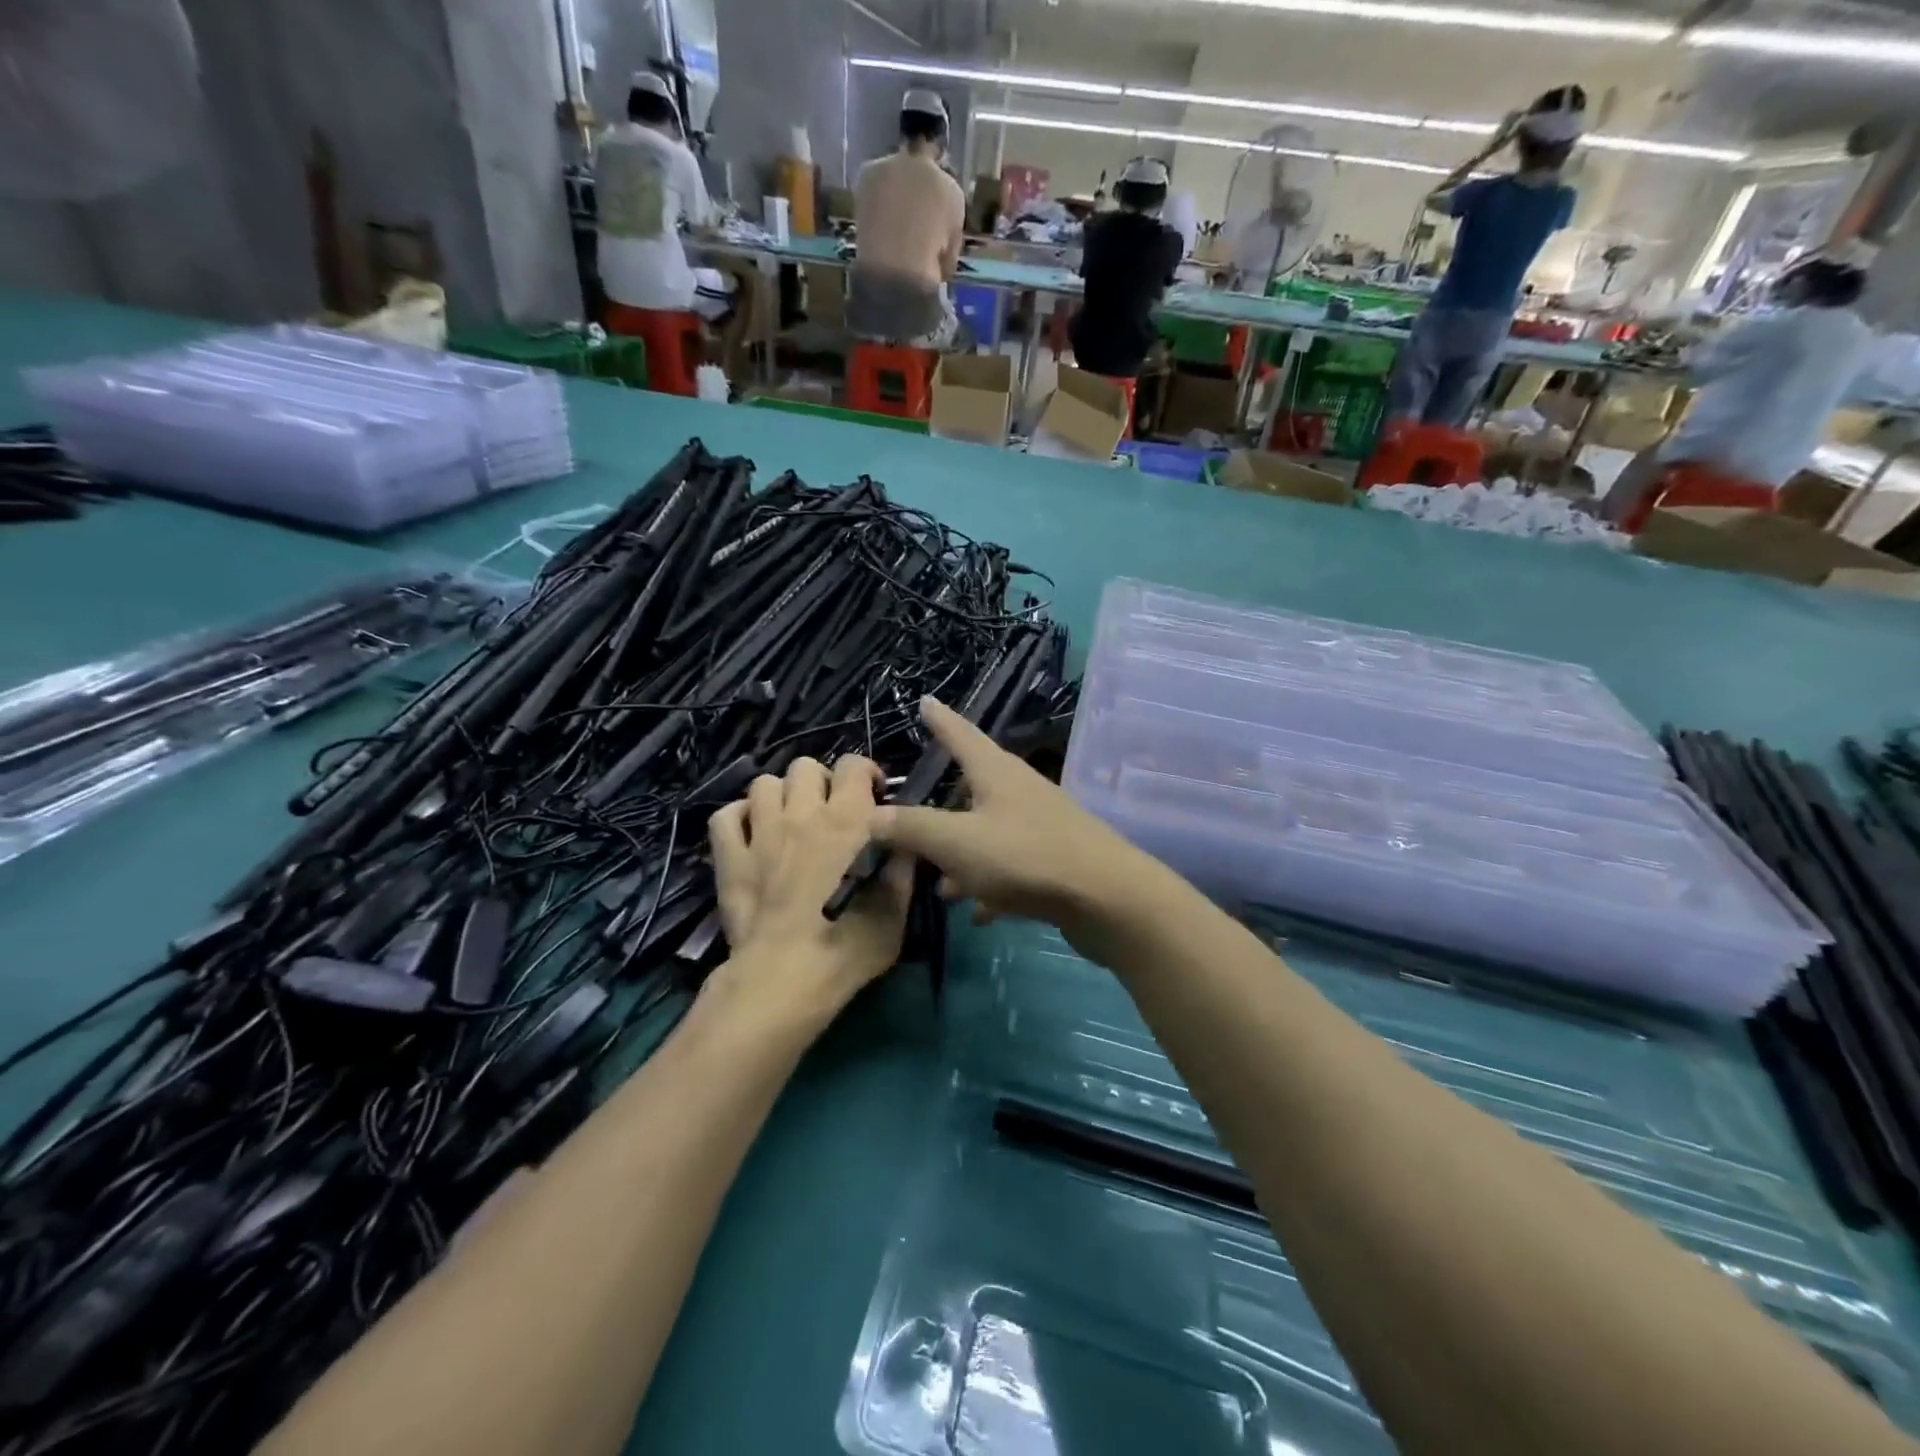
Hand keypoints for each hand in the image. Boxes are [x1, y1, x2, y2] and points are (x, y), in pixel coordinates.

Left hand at [707, 755, 911, 1023]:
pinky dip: (740, 817)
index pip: (853, 766)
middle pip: (806, 767)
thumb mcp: (893, 917)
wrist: (781, 981)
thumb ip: (902, 874)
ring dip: (780, 796)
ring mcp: (760, 833)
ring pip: (764, 783)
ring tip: (790, 821)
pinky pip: (726, 815)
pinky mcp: (729, 857)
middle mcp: (801, 814)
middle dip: (821, 782)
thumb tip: (907, 846)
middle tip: (830, 813)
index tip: (873, 800)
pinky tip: (752, 835)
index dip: (865, 775)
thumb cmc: (844, 951)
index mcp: (846, 822)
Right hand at [870, 698, 1171, 963]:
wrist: (1107, 899)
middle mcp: (1020, 791)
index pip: (960, 734)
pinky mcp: (1056, 860)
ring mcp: (1041, 825)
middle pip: (973, 787)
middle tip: (914, 820)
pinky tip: (979, 913)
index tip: (925, 700)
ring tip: (940, 886)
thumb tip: (873, 815)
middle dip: (942, 807)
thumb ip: (913, 828)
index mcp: (996, 773)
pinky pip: (1011, 866)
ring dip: (963, 855)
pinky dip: (990, 884)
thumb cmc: (1026, 857)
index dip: (939, 719)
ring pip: (989, 832)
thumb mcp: (957, 842)